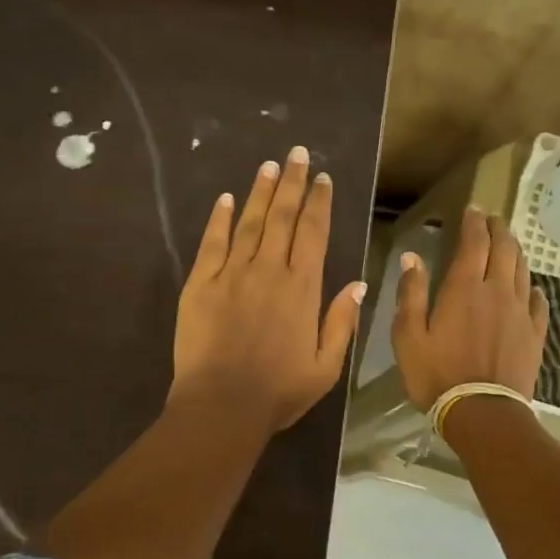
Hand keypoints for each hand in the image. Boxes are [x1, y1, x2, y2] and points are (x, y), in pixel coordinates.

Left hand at [171, 147, 367, 434]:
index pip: (314, 233)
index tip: (323, 178)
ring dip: (261, 192)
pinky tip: (224, 199)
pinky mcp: (200, 284)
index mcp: (302, 288)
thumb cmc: (279, 391)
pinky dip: (218, 219)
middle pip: (283, 217)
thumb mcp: (326, 366)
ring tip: (269, 166)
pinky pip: (212, 243)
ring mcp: (232, 274)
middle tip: (297, 153)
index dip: (319, 202)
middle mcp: (269, 270)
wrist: (222, 405)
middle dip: (293, 182)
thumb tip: (359, 283)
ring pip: (249, 222)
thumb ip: (342, 322)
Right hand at [392, 205, 548, 409]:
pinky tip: (532, 287)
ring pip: (523, 271)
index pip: (474, 242)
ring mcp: (521, 312)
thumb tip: (413, 257)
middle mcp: (497, 291)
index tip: (473, 209)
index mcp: (464, 288)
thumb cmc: (436, 374)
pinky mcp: (535, 334)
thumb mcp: (408, 335)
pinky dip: (533, 287)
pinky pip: (539, 302)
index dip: (474, 222)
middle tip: (493, 219)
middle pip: (504, 249)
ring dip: (516, 252)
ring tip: (509, 244)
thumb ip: (411, 293)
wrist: (482, 412)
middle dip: (499, 230)